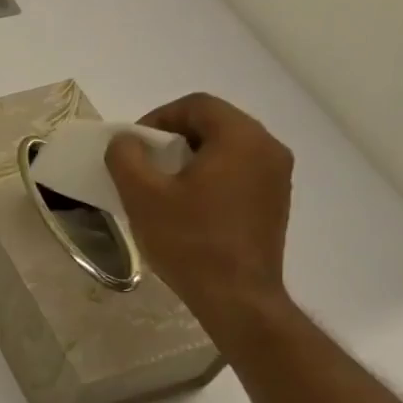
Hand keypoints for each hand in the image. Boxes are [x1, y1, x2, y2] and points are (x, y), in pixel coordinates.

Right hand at [105, 93, 295, 338]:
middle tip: (142, 166)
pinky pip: (237, 173)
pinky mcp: (274, 202)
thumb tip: (125, 141)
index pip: (196, 105)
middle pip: (214, 124)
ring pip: (225, 150)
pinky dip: (208, 178)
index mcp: (241, 138)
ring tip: (161, 188)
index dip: (157, 118)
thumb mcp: (143, 196)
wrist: (236, 297)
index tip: (133, 147)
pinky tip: (186, 207)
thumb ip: (126, 157)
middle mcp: (268, 149)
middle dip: (173, 139)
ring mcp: (276, 177)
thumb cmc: (189, 241)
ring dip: (190, 159)